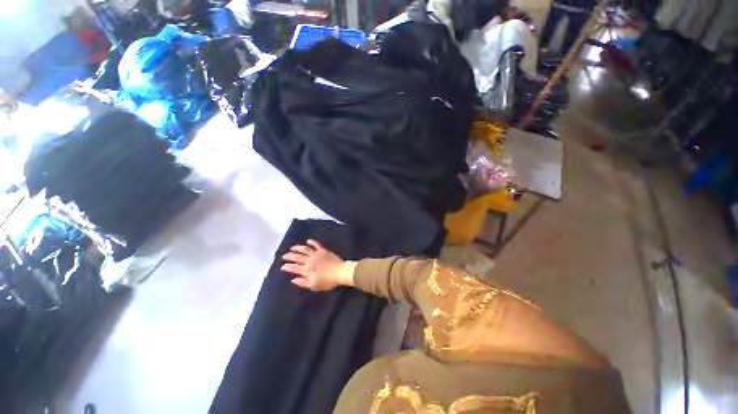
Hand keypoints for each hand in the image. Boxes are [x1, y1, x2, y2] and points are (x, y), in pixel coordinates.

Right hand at [281, 239, 355, 291]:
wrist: (340, 272)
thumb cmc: (328, 281)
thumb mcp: (314, 285)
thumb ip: (303, 282)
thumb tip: (293, 279)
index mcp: (307, 269)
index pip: (294, 268)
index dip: (287, 267)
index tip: (282, 266)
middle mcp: (310, 260)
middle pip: (298, 257)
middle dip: (290, 256)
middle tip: (284, 255)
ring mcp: (317, 254)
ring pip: (305, 249)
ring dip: (298, 248)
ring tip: (292, 247)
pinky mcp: (323, 250)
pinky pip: (316, 245)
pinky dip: (312, 242)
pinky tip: (308, 240)